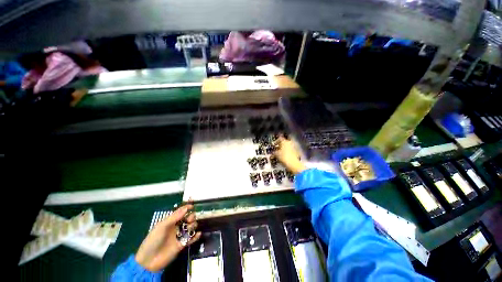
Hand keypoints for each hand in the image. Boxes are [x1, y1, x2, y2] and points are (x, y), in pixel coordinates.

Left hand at [135, 205, 200, 271]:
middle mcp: (177, 227)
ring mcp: (180, 236)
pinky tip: (199, 234)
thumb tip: (187, 208)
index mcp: (171, 221)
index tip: (192, 206)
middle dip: (191, 217)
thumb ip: (175, 217)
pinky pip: (192, 239)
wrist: (149, 261)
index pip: (181, 212)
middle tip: (190, 220)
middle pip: (188, 218)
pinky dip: (196, 236)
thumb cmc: (153, 240)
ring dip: (193, 225)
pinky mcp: (183, 244)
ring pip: (191, 227)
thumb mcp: (162, 226)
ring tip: (190, 228)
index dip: (187, 208)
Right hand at [274, 136, 306, 174]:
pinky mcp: (297, 152)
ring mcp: (294, 147)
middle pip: (284, 142)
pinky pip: (291, 150)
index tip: (274, 144)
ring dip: (284, 148)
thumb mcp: (276, 154)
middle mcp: (290, 142)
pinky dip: (288, 152)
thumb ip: (273, 152)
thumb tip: (272, 153)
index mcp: (284, 141)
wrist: (293, 164)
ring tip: (281, 153)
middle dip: (281, 145)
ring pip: (288, 146)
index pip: (279, 138)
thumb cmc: (284, 157)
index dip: (276, 141)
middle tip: (277, 148)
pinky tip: (285, 156)